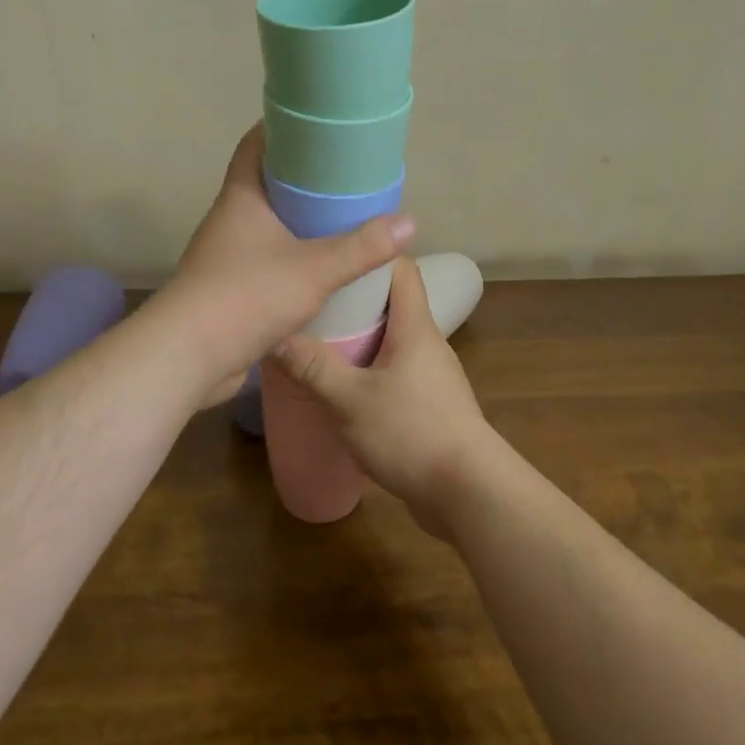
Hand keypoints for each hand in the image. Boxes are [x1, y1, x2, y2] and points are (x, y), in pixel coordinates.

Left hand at [155, 125, 412, 406]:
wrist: (188, 357)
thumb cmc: (246, 295)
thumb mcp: (314, 269)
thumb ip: (361, 248)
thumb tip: (410, 223)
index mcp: (241, 197)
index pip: (255, 144)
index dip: (282, 128)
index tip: (317, 125)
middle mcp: (230, 219)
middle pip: (266, 183)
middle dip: (302, 177)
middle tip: (344, 174)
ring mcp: (227, 255)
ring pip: (267, 224)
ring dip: (298, 221)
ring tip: (340, 218)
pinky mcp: (230, 288)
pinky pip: (266, 260)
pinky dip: (291, 257)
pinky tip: (320, 268)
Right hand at [271, 255, 497, 536]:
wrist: (469, 493)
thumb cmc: (411, 432)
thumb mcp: (350, 400)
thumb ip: (313, 367)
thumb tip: (275, 334)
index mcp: (415, 326)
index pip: (400, 267)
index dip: (370, 253)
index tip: (332, 251)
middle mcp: (427, 342)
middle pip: (392, 303)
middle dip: (353, 298)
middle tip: (312, 299)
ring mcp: (432, 375)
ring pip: (392, 340)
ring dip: (360, 338)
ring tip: (319, 340)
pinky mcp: (431, 405)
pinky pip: (396, 372)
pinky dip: (370, 370)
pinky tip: (343, 387)